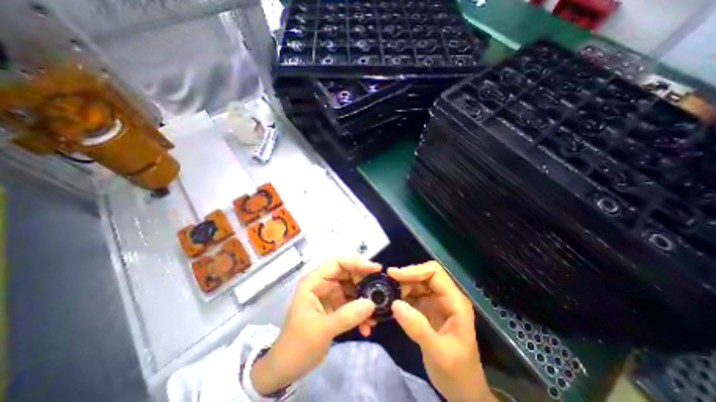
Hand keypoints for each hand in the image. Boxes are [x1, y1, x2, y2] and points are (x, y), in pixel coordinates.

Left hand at [249, 257, 379, 391]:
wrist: (286, 368)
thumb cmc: (297, 345)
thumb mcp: (321, 330)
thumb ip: (346, 316)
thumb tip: (371, 303)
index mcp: (314, 281)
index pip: (337, 262)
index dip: (357, 262)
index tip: (376, 269)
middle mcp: (323, 284)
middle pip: (349, 273)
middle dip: (365, 283)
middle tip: (379, 293)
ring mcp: (330, 294)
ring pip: (353, 289)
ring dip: (365, 301)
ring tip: (376, 315)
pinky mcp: (336, 306)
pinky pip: (353, 303)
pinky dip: (361, 313)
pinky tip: (367, 327)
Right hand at [389, 260, 495, 401]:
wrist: (463, 392)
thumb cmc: (458, 374)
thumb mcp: (439, 354)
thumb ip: (418, 328)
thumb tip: (395, 304)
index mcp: (455, 301)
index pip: (434, 273)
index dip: (414, 270)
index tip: (393, 275)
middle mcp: (445, 297)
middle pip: (423, 275)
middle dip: (405, 278)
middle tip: (387, 287)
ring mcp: (436, 302)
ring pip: (416, 284)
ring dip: (401, 287)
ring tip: (386, 295)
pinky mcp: (427, 310)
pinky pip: (412, 296)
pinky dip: (400, 296)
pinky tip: (391, 303)